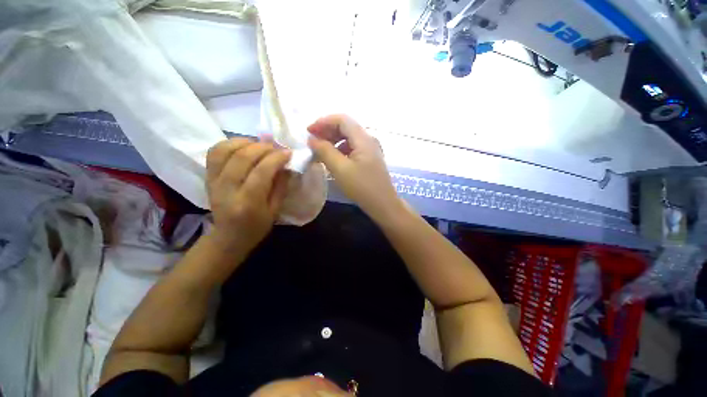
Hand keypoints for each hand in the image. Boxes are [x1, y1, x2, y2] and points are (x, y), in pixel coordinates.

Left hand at [206, 138, 290, 250]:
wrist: (228, 236)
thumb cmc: (256, 227)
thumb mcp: (275, 210)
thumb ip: (280, 186)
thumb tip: (285, 164)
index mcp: (248, 203)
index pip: (261, 172)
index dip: (276, 158)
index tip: (288, 153)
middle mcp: (227, 190)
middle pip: (242, 157)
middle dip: (263, 148)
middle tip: (276, 148)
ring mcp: (213, 181)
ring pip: (225, 150)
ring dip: (246, 143)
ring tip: (260, 146)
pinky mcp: (207, 177)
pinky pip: (214, 152)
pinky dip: (229, 144)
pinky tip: (243, 146)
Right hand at [307, 114, 400, 219]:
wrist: (383, 204)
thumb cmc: (362, 187)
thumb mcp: (340, 169)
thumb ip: (325, 151)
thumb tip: (312, 139)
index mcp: (363, 139)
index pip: (342, 120)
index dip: (323, 122)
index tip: (308, 131)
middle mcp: (369, 140)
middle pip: (346, 127)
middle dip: (327, 131)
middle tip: (312, 141)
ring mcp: (371, 149)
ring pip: (349, 138)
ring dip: (333, 140)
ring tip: (321, 150)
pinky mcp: (370, 159)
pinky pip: (353, 148)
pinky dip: (340, 149)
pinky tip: (334, 158)